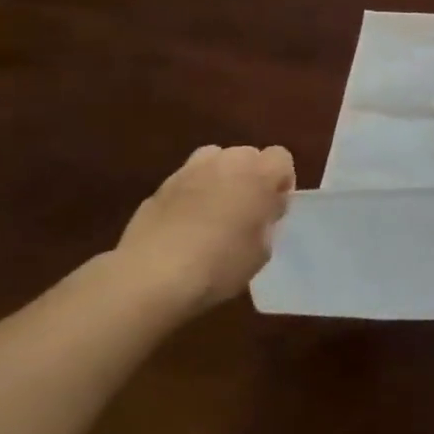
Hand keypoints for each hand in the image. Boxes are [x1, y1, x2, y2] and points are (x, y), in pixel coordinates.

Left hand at [113, 145, 294, 313]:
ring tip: (214, 209)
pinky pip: (185, 181)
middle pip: (247, 155)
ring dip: (220, 177)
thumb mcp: (262, 251)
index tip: (273, 208)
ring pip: (213, 160)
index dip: (281, 181)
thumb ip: (267, 221)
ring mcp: (188, 172)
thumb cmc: (220, 265)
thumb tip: (261, 212)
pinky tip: (183, 225)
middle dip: (250, 176)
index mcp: (259, 174)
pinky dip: (190, 194)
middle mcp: (226, 162)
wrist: (151, 278)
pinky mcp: (159, 188)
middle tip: (246, 210)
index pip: (281, 158)